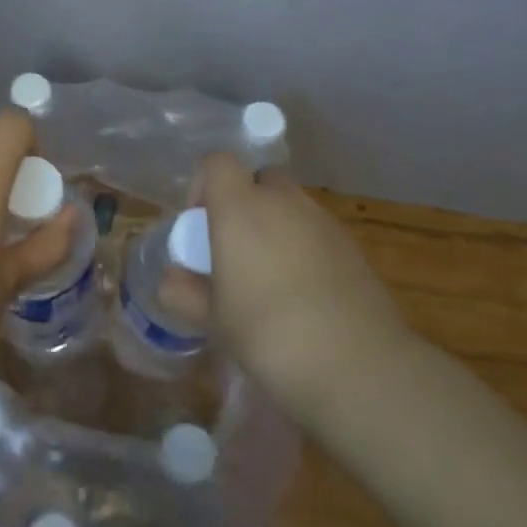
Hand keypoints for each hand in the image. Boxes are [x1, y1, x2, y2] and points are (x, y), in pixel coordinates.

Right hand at [192, 153, 419, 419]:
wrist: (355, 365)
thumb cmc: (267, 332)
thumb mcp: (212, 319)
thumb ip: (184, 292)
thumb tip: (171, 280)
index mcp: (240, 207)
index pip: (218, 162)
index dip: (204, 184)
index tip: (200, 224)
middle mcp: (283, 202)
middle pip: (261, 178)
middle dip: (246, 202)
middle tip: (235, 247)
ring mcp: (324, 222)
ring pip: (292, 206)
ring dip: (277, 226)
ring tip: (269, 278)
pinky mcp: (353, 248)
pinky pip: (318, 233)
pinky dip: (305, 249)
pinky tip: (304, 296)